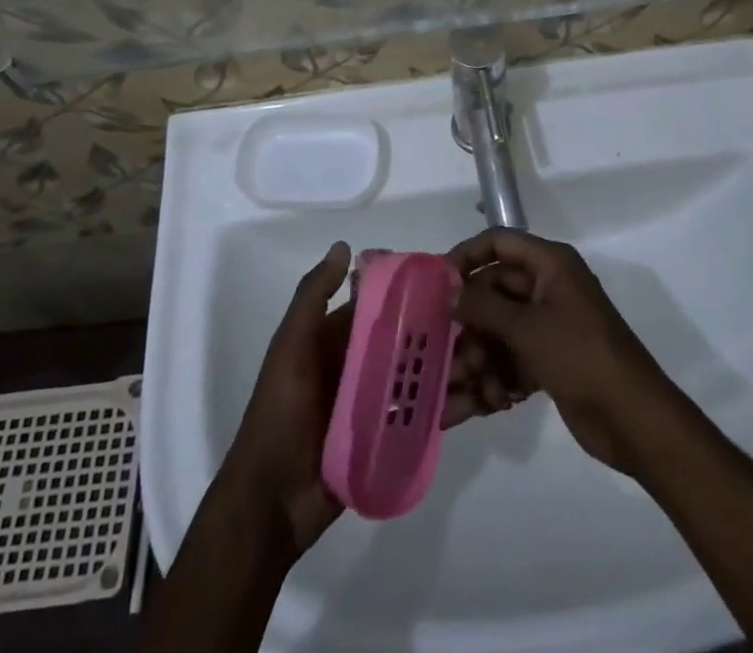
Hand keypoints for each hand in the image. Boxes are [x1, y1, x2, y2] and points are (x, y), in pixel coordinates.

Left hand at [224, 242, 519, 555]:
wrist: (270, 506)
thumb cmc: (278, 416)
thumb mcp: (290, 349)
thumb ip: (312, 298)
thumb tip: (344, 246)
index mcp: (333, 341)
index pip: (376, 307)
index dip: (406, 292)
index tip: (447, 278)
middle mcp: (356, 366)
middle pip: (400, 340)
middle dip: (432, 330)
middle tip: (478, 318)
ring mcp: (372, 404)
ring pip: (413, 376)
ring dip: (441, 366)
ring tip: (482, 355)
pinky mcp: (385, 438)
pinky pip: (416, 415)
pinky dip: (439, 405)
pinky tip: (472, 395)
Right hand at [447, 229, 672, 472]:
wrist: (635, 420)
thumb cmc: (581, 356)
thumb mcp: (528, 328)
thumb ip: (484, 308)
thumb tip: (450, 292)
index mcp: (549, 264)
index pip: (499, 243)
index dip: (467, 256)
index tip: (436, 282)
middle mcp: (547, 288)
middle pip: (493, 293)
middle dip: (468, 325)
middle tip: (444, 353)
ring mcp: (548, 326)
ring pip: (498, 332)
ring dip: (477, 360)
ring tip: (459, 391)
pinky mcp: (548, 361)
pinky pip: (510, 361)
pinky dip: (493, 381)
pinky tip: (475, 407)